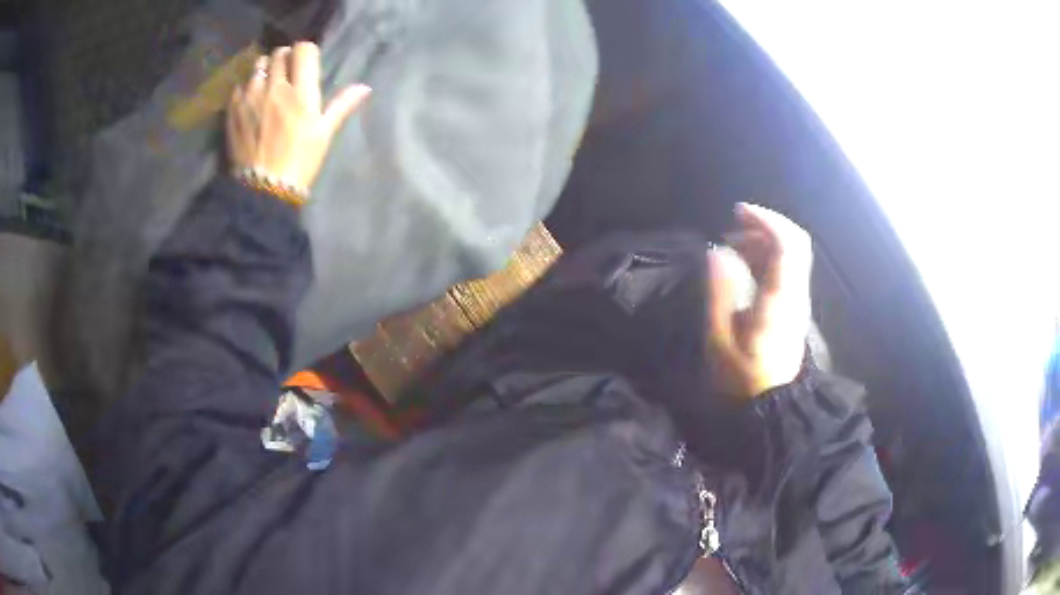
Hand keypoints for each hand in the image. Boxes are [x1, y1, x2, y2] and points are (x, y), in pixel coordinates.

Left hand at [226, 42, 370, 190]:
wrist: (263, 188)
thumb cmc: (299, 161)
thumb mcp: (324, 134)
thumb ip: (341, 105)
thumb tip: (364, 88)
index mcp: (301, 92)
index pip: (303, 50)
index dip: (306, 52)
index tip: (306, 63)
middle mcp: (275, 87)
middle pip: (279, 53)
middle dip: (285, 57)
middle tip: (287, 71)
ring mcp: (252, 96)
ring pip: (258, 65)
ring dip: (265, 68)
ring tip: (267, 82)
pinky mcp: (234, 109)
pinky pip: (240, 84)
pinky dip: (247, 86)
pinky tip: (251, 98)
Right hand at [706, 203, 812, 398]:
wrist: (773, 406)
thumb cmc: (743, 379)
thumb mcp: (721, 340)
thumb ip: (720, 293)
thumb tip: (717, 253)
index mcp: (780, 298)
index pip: (786, 244)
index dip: (765, 220)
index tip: (737, 213)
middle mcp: (796, 293)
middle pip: (795, 242)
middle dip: (765, 225)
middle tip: (734, 228)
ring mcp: (798, 300)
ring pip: (791, 253)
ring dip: (765, 240)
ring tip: (733, 247)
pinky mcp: (794, 307)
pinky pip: (787, 268)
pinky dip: (768, 256)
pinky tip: (746, 265)